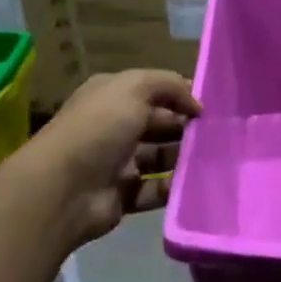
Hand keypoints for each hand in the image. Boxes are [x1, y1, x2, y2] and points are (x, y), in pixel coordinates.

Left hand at [25, 69, 199, 249]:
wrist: (62, 190)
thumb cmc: (98, 129)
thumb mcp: (134, 88)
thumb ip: (170, 86)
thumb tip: (196, 104)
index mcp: (111, 97)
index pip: (153, 91)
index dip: (181, 95)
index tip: (211, 105)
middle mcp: (114, 126)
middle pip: (160, 124)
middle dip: (187, 127)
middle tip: (218, 133)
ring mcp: (117, 163)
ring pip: (160, 157)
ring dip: (184, 157)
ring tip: (213, 157)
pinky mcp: (123, 195)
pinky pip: (155, 189)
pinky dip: (173, 187)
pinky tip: (193, 183)